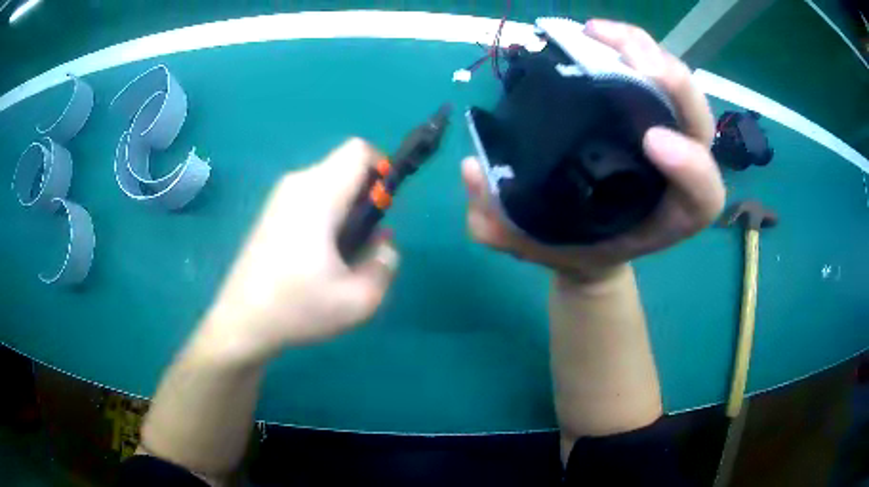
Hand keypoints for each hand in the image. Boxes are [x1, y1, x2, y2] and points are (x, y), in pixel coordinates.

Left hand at [200, 138, 398, 360]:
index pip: (359, 151)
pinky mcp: (270, 212)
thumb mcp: (359, 300)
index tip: (383, 208)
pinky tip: (316, 257)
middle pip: (345, 167)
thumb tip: (383, 242)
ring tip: (340, 255)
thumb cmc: (298, 308)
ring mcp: (279, 197)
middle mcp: (297, 185)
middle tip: (362, 241)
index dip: (381, 169)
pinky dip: (325, 215)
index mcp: (318, 196)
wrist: (241, 322)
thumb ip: (385, 264)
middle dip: (365, 196)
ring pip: (328, 183)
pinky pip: (310, 197)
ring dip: (345, 209)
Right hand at [462, 19, 724, 280]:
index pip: (702, 194)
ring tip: (597, 33)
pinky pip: (650, 72)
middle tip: (632, 58)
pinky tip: (591, 35)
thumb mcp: (535, 248)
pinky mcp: (645, 111)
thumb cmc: (573, 246)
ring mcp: (666, 136)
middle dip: (676, 87)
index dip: (690, 166)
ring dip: (646, 52)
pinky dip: (628, 47)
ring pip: (680, 89)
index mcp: (670, 216)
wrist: (589, 241)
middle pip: (699, 124)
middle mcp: (678, 173)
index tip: (650, 141)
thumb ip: (501, 226)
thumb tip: (473, 170)